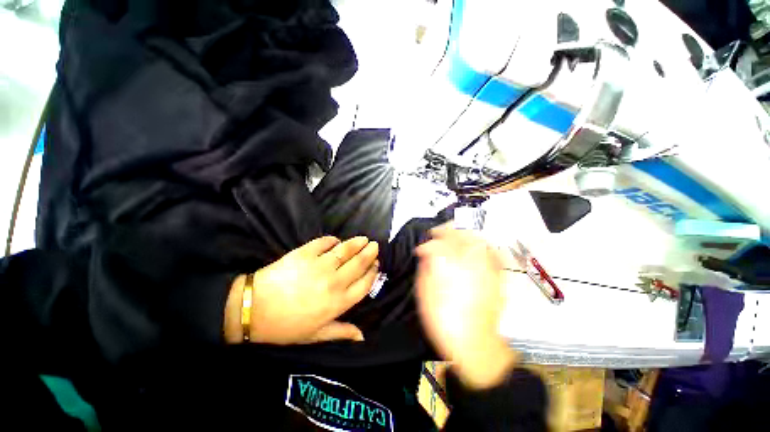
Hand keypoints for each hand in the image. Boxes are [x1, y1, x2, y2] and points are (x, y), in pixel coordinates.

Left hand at [224, 236, 378, 344]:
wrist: (253, 309)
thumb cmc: (286, 326)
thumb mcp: (315, 335)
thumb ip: (341, 332)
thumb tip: (362, 337)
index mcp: (338, 302)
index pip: (364, 284)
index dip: (373, 273)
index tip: (377, 266)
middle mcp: (334, 282)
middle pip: (359, 264)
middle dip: (370, 253)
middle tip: (375, 246)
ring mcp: (320, 265)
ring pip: (346, 250)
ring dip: (357, 243)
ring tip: (364, 239)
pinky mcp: (305, 253)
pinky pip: (324, 242)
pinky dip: (332, 240)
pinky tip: (335, 241)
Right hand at [416, 224, 517, 388]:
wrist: (473, 345)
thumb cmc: (444, 321)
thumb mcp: (425, 296)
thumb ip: (425, 270)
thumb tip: (426, 254)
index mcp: (449, 270)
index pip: (439, 245)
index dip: (429, 242)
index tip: (423, 246)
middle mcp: (470, 266)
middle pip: (460, 237)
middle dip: (447, 231)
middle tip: (438, 233)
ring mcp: (486, 271)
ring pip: (477, 241)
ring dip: (464, 235)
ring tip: (455, 235)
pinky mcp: (496, 279)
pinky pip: (494, 255)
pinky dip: (484, 246)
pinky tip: (478, 245)